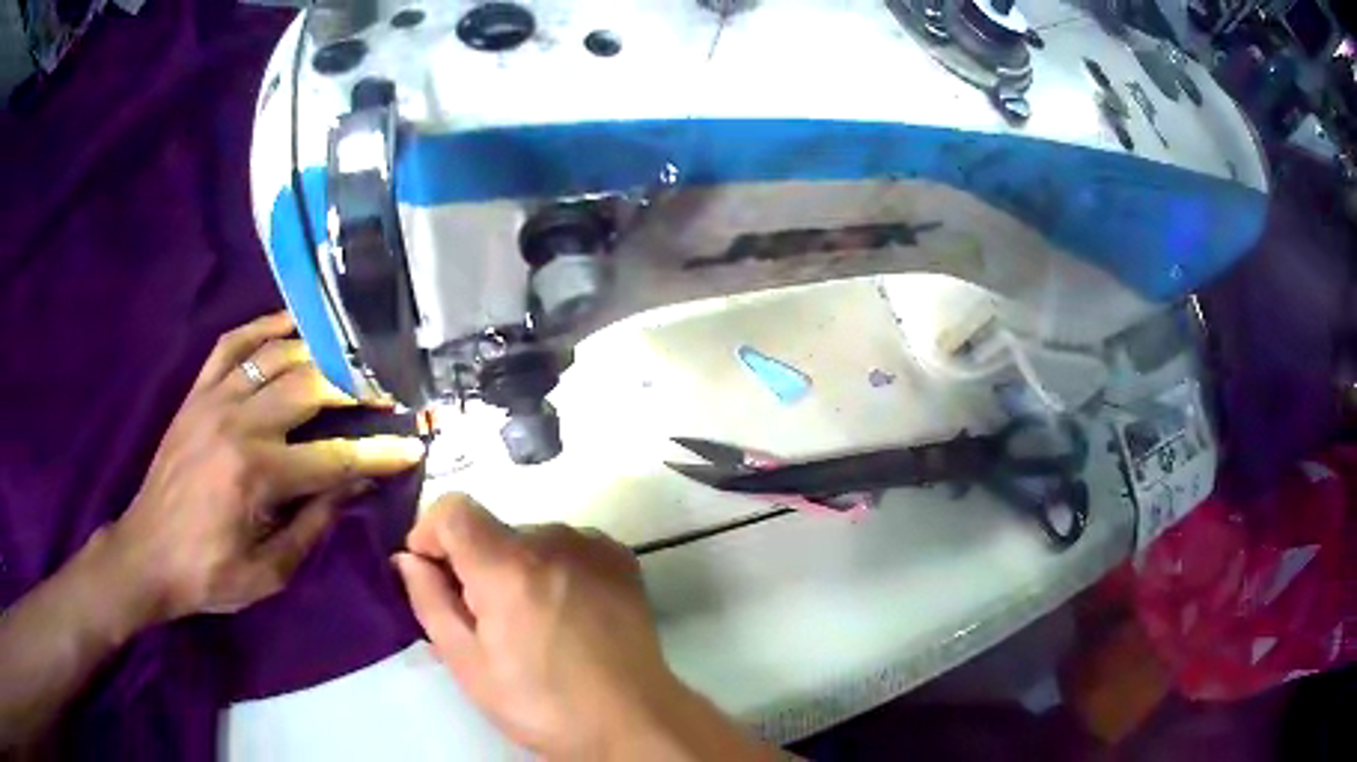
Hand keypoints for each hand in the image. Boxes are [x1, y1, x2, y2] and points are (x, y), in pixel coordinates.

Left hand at [105, 312, 425, 623]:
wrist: (147, 554)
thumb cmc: (208, 573)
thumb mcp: (269, 572)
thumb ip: (312, 525)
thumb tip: (352, 486)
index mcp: (255, 475)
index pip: (333, 458)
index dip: (377, 454)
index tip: (411, 446)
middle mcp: (237, 423)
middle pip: (309, 387)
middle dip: (355, 386)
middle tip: (386, 390)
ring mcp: (213, 399)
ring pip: (275, 355)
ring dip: (318, 351)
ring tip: (349, 355)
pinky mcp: (197, 393)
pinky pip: (233, 345)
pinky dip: (264, 327)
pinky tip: (290, 326)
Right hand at [394, 495, 777, 760]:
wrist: (633, 721)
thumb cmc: (543, 705)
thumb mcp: (469, 665)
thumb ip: (430, 602)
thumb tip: (407, 559)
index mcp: (509, 567)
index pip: (453, 509)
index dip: (430, 534)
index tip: (430, 573)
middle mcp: (553, 540)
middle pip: (491, 529)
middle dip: (473, 565)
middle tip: (483, 621)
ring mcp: (592, 546)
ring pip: (528, 540)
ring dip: (514, 569)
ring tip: (530, 624)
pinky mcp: (619, 558)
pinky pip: (565, 548)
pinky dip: (550, 570)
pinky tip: (563, 614)